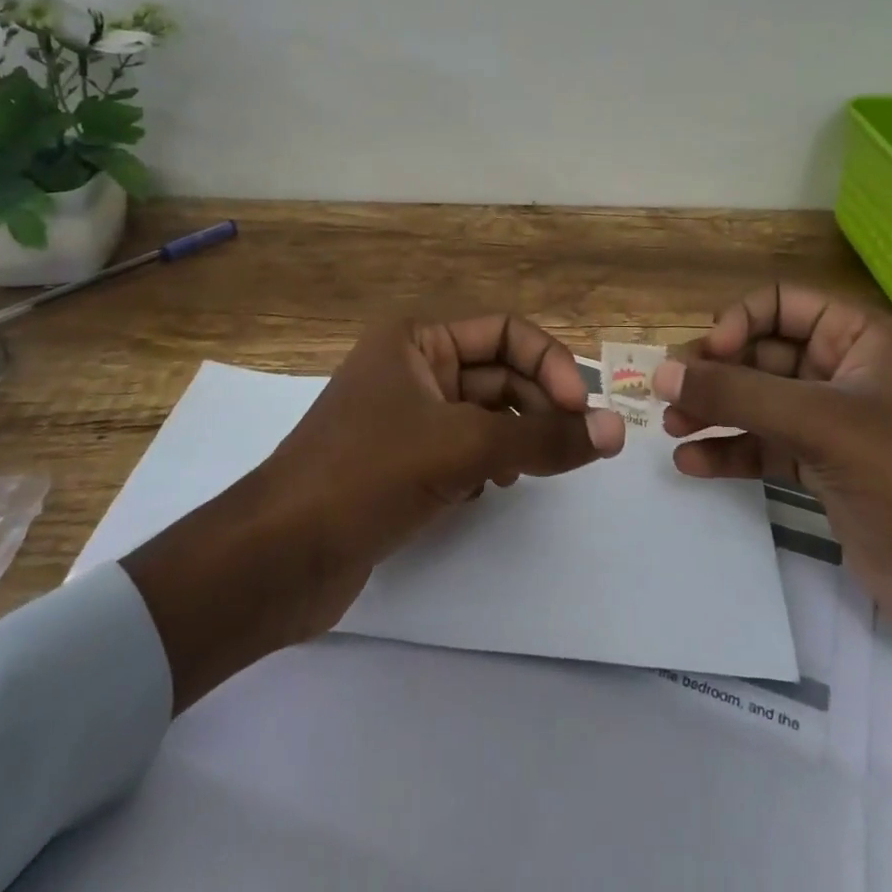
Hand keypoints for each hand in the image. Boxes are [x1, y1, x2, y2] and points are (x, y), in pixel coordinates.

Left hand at [124, 314, 625, 711]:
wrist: (276, 558)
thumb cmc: (367, 475)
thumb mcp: (463, 447)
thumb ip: (543, 439)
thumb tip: (615, 431)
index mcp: (417, 338)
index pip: (506, 332)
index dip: (550, 364)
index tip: (580, 411)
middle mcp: (412, 367)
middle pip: (498, 374)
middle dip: (538, 407)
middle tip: (572, 450)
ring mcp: (405, 417)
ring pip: (485, 415)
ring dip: (516, 437)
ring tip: (527, 471)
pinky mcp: (401, 463)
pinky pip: (464, 449)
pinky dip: (487, 464)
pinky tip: (488, 491)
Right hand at [656, 284, 891, 760]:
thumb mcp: (821, 424)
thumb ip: (738, 395)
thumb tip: (661, 372)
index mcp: (860, 340)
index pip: (782, 304)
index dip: (739, 322)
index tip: (707, 355)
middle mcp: (843, 373)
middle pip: (762, 354)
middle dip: (716, 372)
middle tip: (669, 393)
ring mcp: (833, 424)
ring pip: (759, 403)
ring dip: (716, 411)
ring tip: (671, 426)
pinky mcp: (823, 470)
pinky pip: (765, 447)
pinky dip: (731, 452)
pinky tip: (693, 463)